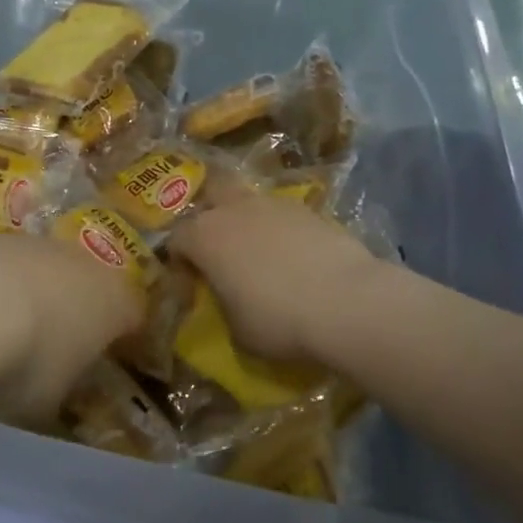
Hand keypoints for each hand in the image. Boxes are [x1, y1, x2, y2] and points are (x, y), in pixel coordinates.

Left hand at [0, 233, 142, 419]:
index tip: (102, 356)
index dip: (119, 334)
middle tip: (49, 342)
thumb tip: (54, 383)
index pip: (131, 313)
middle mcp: (82, 261)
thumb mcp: (51, 398)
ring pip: (41, 267)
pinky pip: (0, 263)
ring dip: (28, 291)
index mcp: (113, 301)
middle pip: (86, 282)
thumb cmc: (26, 362)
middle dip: (72, 307)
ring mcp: (34, 242)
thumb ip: (60, 384)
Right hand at [166, 194, 385, 367]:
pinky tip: (295, 257)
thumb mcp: (236, 329)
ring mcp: (274, 204)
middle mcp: (234, 209)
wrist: (346, 301)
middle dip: (210, 213)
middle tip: (220, 246)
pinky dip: (282, 230)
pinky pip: (283, 215)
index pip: (176, 240)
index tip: (192, 285)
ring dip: (248, 220)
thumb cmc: (278, 319)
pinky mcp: (310, 209)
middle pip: (211, 193)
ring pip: (250, 201)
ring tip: (261, 253)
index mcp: (204, 236)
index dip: (179, 262)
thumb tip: (228, 299)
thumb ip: (222, 305)